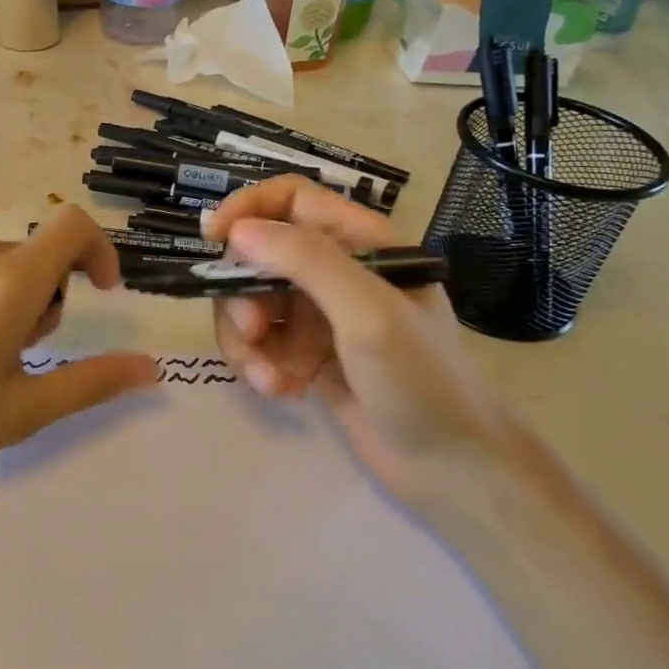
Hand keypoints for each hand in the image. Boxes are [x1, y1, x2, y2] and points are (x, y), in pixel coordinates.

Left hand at [0, 207, 156, 517]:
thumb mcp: (22, 409)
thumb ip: (92, 382)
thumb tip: (151, 366)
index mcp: (10, 280)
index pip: (73, 226)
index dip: (100, 250)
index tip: (101, 293)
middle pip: (37, 255)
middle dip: (48, 298)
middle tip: (21, 356)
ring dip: (11, 301)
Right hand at [202, 177, 518, 511]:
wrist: (454, 470)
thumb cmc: (423, 381)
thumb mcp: (368, 313)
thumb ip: (306, 262)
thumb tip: (237, 231)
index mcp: (361, 242)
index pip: (291, 199)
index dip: (248, 207)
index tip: (215, 239)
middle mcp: (336, 271)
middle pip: (258, 256)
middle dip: (243, 294)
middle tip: (252, 332)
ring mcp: (318, 315)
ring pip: (250, 303)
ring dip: (246, 339)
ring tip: (269, 379)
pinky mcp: (305, 355)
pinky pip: (259, 343)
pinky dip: (258, 364)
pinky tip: (281, 391)